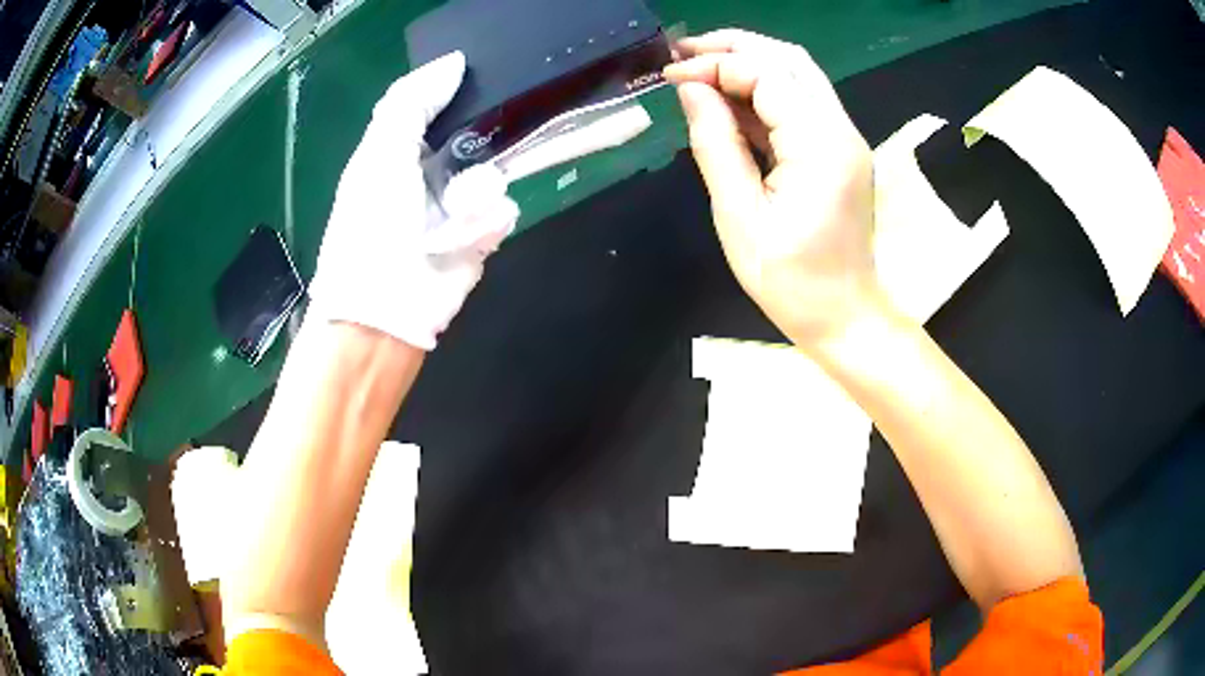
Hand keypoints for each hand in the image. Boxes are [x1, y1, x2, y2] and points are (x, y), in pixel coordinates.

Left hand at [309, 52, 519, 350]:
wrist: (385, 311)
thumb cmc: (370, 226)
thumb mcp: (379, 152)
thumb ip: (411, 101)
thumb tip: (454, 62)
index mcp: (399, 147)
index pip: (440, 103)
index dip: (460, 91)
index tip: (483, 80)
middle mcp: (431, 170)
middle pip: (480, 132)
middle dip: (483, 139)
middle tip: (470, 155)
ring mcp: (458, 204)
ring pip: (497, 171)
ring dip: (477, 192)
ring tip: (453, 219)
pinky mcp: (480, 236)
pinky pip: (504, 210)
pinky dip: (485, 223)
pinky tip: (462, 242)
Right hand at [665, 30, 880, 345]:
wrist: (844, 317)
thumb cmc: (790, 280)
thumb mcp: (739, 215)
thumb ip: (714, 143)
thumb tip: (690, 90)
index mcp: (820, 145)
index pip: (766, 74)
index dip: (714, 65)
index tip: (669, 76)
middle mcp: (841, 129)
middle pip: (788, 59)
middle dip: (733, 47)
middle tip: (682, 54)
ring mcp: (845, 138)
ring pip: (797, 74)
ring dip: (748, 63)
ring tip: (698, 69)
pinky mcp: (840, 149)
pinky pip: (801, 102)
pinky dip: (763, 92)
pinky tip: (728, 101)